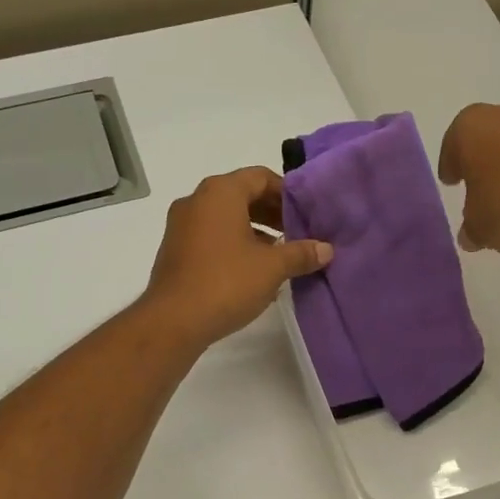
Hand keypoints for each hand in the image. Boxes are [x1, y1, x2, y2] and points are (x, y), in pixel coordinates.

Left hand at [142, 167, 333, 348]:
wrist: (172, 321)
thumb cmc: (226, 283)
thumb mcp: (272, 268)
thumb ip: (301, 254)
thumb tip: (327, 249)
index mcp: (220, 192)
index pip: (260, 177)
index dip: (287, 192)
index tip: (307, 214)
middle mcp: (197, 201)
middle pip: (242, 195)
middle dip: (272, 212)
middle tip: (298, 233)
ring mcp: (181, 226)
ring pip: (226, 217)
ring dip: (255, 230)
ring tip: (280, 253)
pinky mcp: (175, 250)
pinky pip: (211, 236)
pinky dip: (234, 243)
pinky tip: (253, 270)